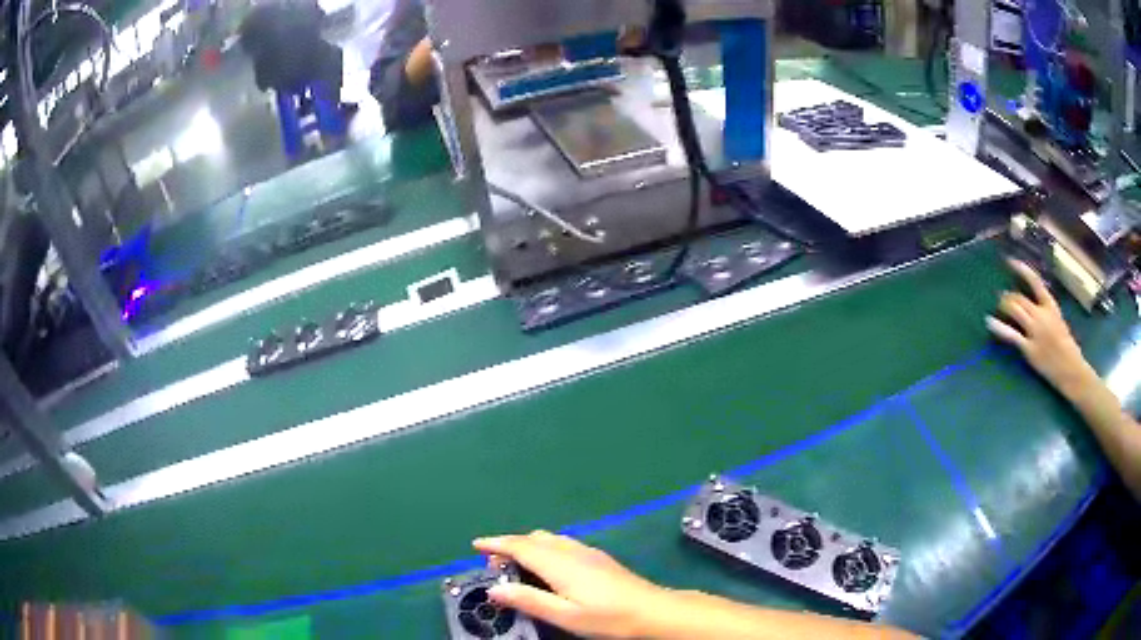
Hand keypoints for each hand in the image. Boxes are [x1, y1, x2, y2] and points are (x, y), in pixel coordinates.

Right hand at [473, 531, 667, 638]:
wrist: (652, 611)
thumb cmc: (607, 617)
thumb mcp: (565, 615)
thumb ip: (529, 600)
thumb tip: (495, 589)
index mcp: (559, 564)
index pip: (520, 546)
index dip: (496, 544)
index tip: (475, 544)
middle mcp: (571, 551)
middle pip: (534, 539)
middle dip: (510, 544)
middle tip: (493, 562)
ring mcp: (588, 552)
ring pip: (550, 539)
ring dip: (528, 544)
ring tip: (516, 562)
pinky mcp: (599, 558)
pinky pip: (563, 543)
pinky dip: (545, 547)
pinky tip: (549, 563)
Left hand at [987, 259, 1096, 396]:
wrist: (1070, 368)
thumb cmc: (1066, 346)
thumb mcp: (1058, 320)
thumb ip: (1045, 312)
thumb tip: (1032, 305)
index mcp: (1051, 306)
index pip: (1035, 282)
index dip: (1022, 270)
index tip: (1010, 261)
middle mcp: (1042, 315)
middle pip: (1020, 298)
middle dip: (1009, 296)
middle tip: (1002, 296)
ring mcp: (1035, 331)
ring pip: (1015, 310)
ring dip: (1004, 305)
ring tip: (999, 305)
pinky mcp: (1029, 348)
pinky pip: (1011, 335)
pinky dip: (999, 327)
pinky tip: (989, 322)